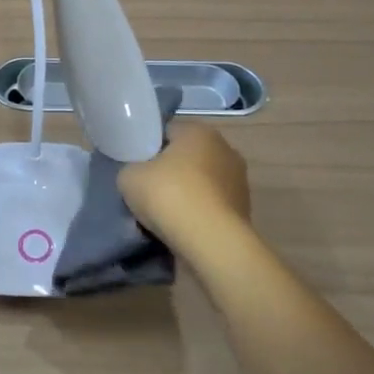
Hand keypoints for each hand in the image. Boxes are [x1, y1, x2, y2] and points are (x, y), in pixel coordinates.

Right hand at [119, 124, 252, 257]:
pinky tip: (183, 228)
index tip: (137, 167)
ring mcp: (239, 181)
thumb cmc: (169, 196)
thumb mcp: (129, 177)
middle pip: (187, 157)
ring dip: (187, 194)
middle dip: (170, 171)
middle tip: (148, 190)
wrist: (210, 242)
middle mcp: (225, 149)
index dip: (148, 148)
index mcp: (199, 131)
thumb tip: (139, 175)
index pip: (167, 132)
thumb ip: (131, 169)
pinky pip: (211, 206)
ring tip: (165, 215)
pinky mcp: (244, 210)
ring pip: (202, 183)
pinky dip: (199, 214)